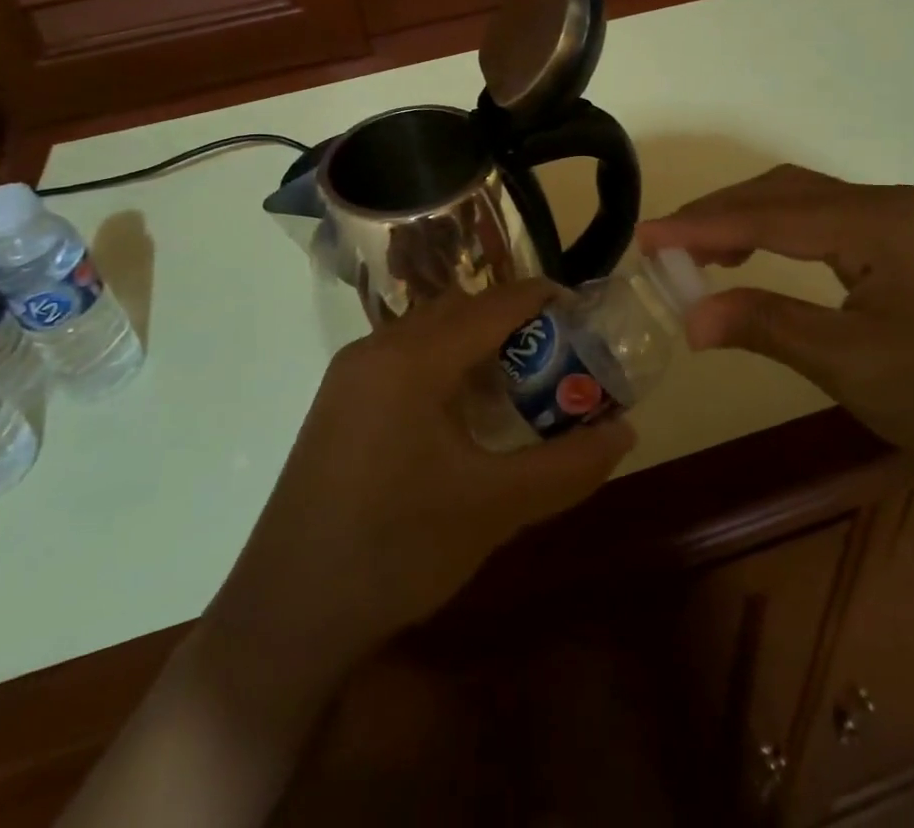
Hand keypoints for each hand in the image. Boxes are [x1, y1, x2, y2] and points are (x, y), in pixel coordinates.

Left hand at [210, 280, 634, 664]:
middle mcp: (377, 347)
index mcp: (413, 359)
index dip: (544, 300)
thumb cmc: (397, 550)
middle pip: (460, 310)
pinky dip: (445, 365)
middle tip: (559, 355)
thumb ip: (567, 467)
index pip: (493, 305)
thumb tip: (625, 433)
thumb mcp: (495, 509)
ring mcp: (351, 373)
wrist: (288, 613)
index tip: (586, 312)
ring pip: (429, 332)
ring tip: (518, 382)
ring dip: (477, 344)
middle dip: (513, 322)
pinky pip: (404, 357)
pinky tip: (464, 412)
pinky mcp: (339, 401)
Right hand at [638, 166, 913, 483]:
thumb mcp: (854, 365)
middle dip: (720, 215)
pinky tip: (763, 254)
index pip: (768, 215)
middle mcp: (889, 201)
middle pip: (783, 192)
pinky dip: (783, 230)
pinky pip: (830, 217)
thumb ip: (768, 327)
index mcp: (877, 222)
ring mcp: (906, 216)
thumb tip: (690, 319)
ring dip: (749, 218)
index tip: (644, 237)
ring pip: (805, 199)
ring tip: (702, 251)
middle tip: (666, 246)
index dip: (700, 226)